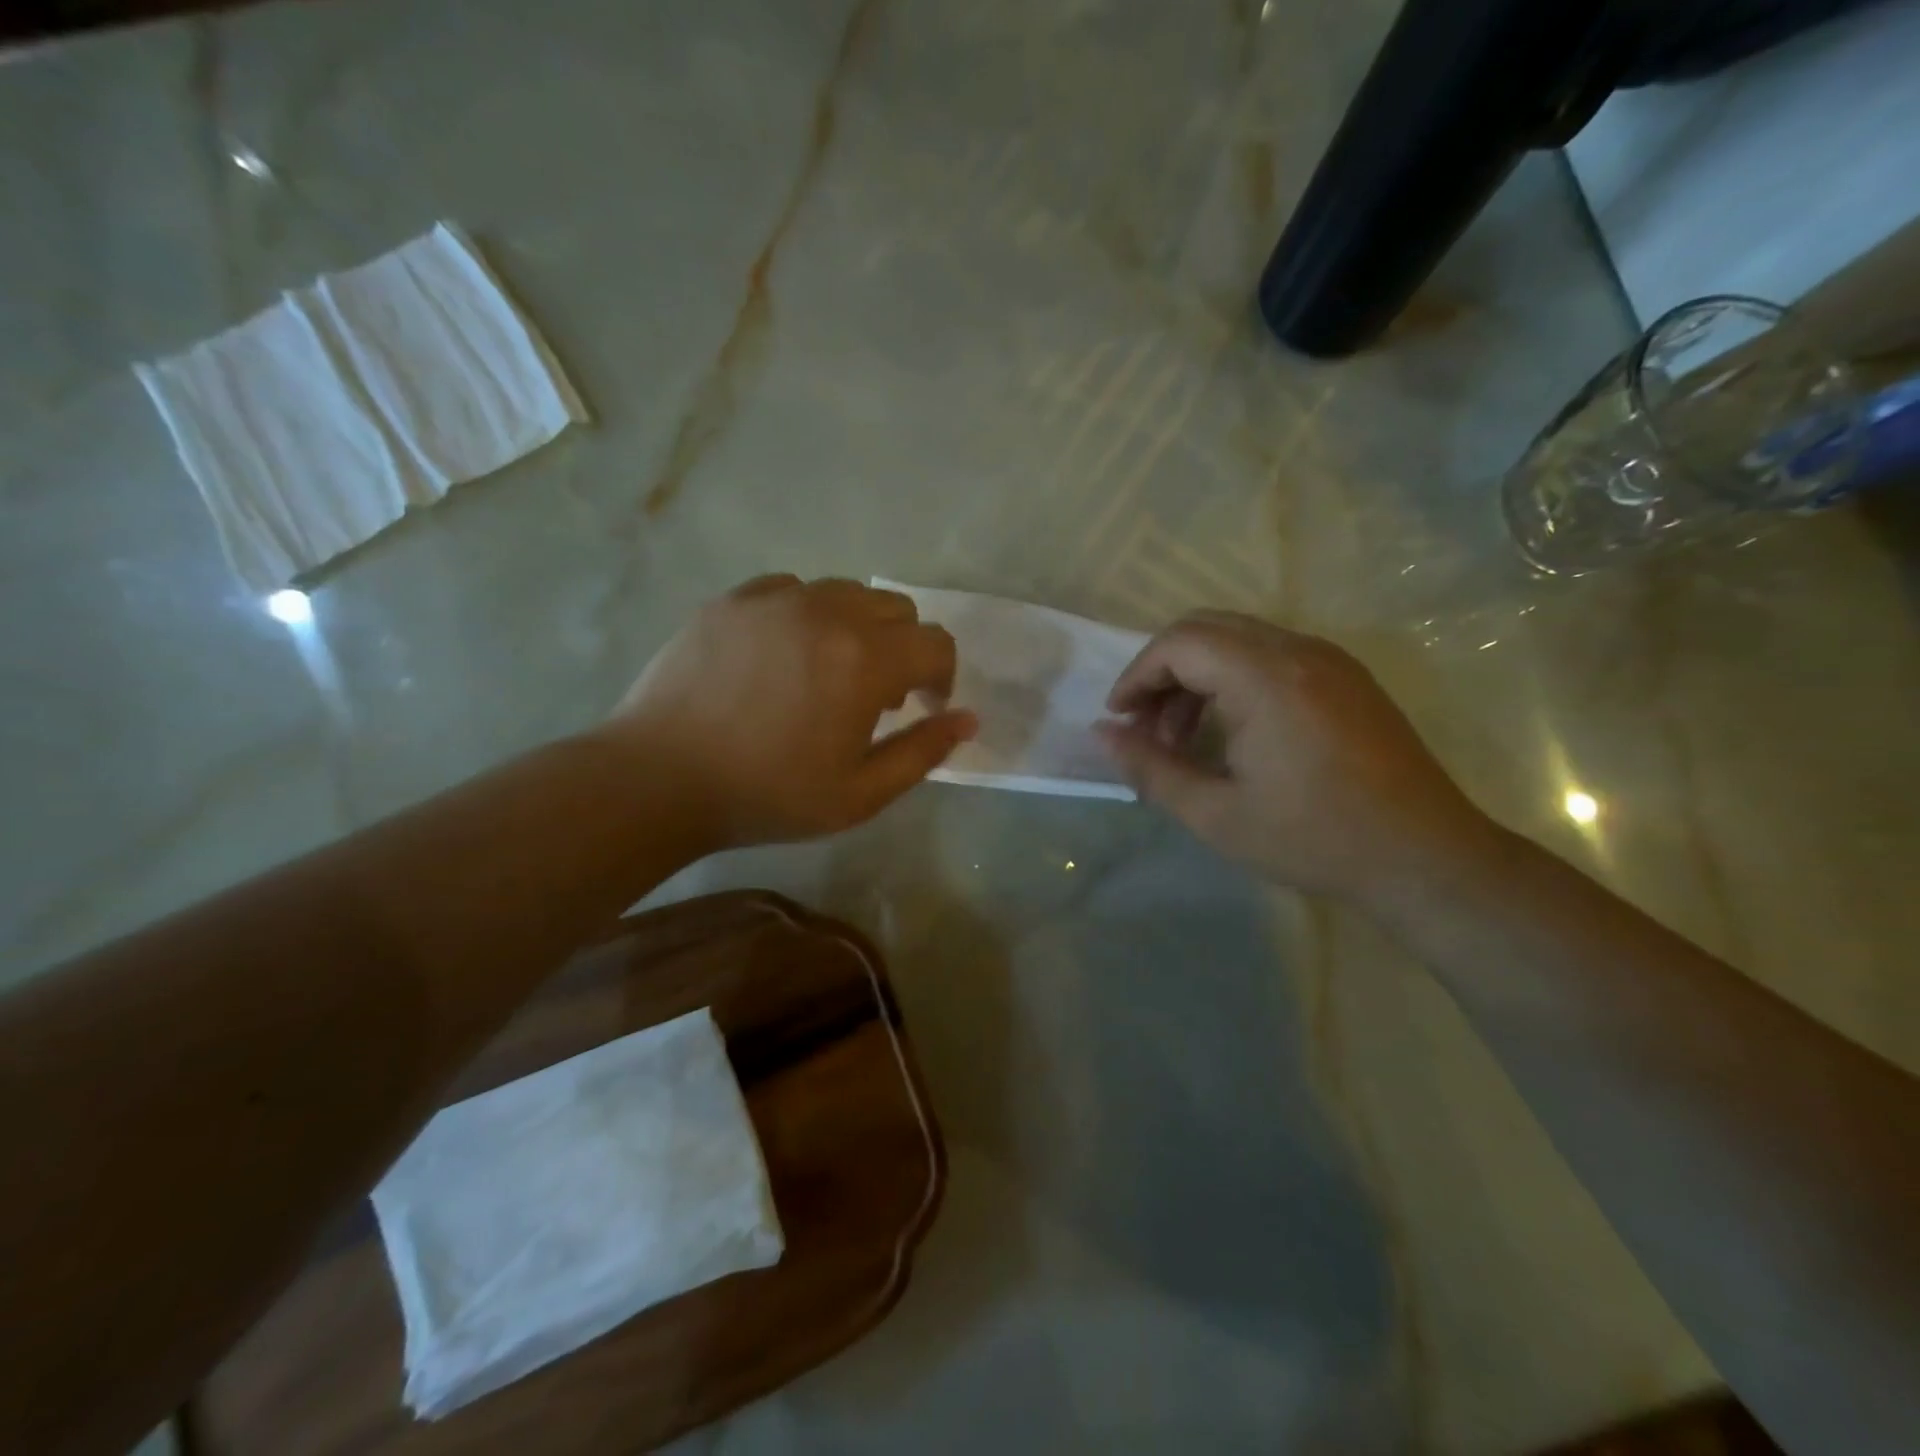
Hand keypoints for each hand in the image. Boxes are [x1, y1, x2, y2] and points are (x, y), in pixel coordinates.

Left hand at [602, 575, 975, 848]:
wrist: (659, 779)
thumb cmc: (768, 795)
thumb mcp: (860, 794)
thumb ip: (922, 752)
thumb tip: (967, 720)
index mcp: (865, 660)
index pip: (936, 644)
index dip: (942, 678)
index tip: (924, 708)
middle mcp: (827, 612)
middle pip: (896, 609)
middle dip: (904, 650)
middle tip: (877, 697)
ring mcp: (775, 599)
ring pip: (846, 593)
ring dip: (858, 629)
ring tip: (829, 673)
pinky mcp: (733, 599)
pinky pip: (792, 590)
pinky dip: (807, 616)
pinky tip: (784, 655)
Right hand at [1097, 612, 1494, 903]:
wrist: (1425, 858)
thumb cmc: (1314, 839)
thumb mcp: (1215, 815)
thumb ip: (1150, 769)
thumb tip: (1101, 733)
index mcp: (1265, 678)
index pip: (1179, 643)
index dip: (1137, 675)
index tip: (1120, 720)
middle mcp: (1299, 650)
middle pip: (1206, 628)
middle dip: (1164, 671)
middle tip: (1147, 727)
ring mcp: (1329, 659)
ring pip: (1239, 638)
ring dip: (1198, 675)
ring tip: (1185, 737)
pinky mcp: (1347, 677)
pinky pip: (1272, 654)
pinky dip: (1234, 678)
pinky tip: (1233, 731)